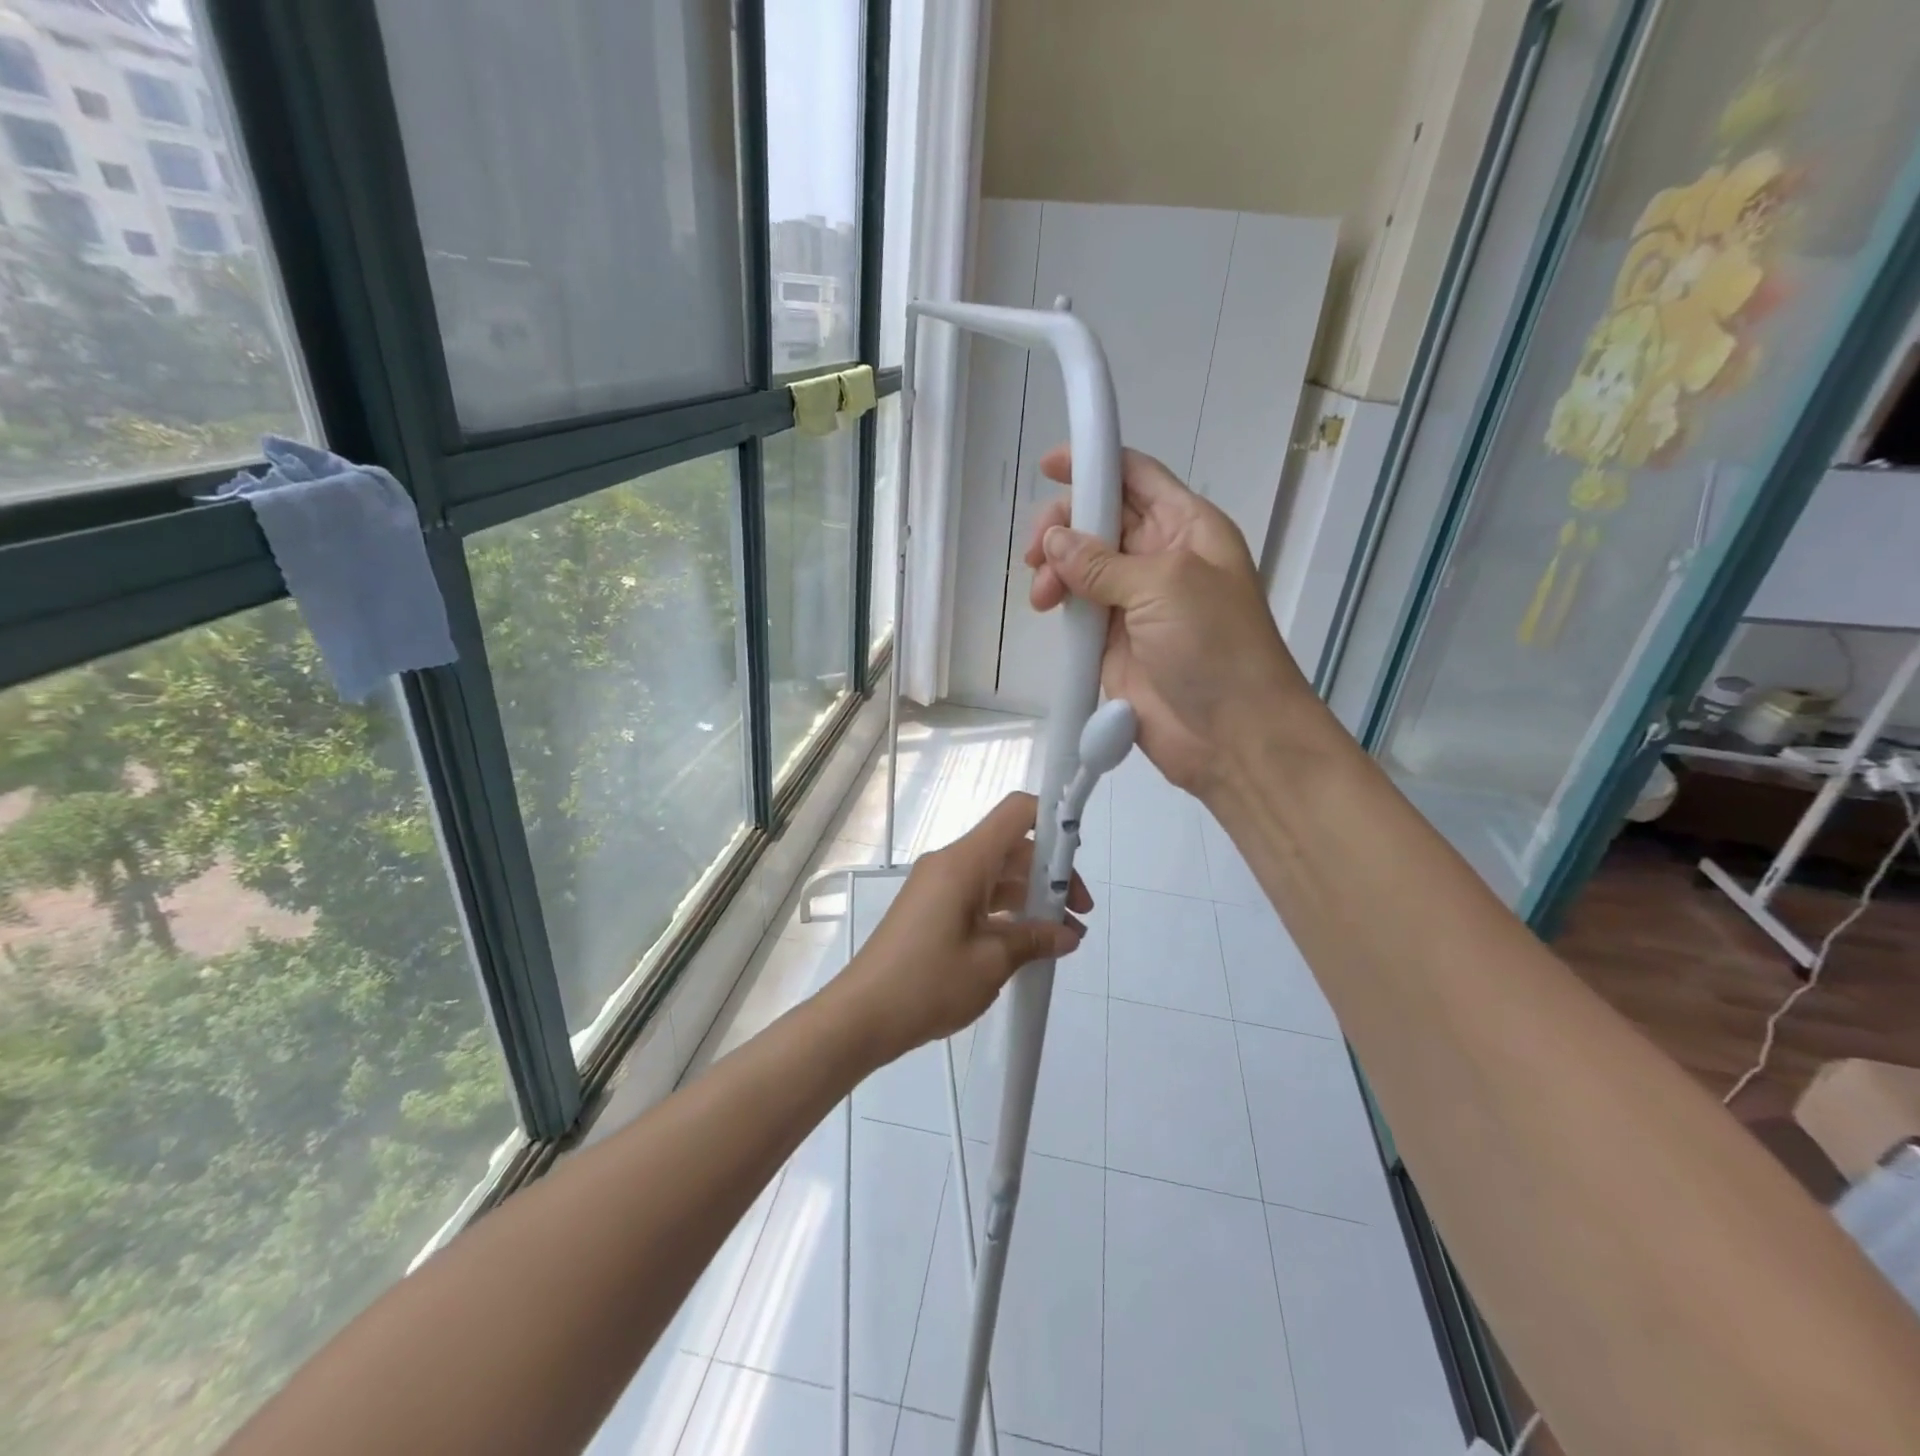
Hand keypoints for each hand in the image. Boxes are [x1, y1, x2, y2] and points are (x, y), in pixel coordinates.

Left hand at [837, 793, 1090, 1060]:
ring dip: (1031, 899)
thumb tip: (1068, 934)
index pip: (1017, 813)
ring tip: (1063, 938)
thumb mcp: (990, 963)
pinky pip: (978, 897)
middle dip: (1050, 875)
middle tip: (1079, 916)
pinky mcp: (931, 910)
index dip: (1053, 820)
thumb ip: (1034, 940)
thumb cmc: (927, 983)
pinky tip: (1028, 946)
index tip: (1078, 856)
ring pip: (997, 876)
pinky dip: (1006, 914)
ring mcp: (938, 887)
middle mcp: (950, 864)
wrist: (861, 1016)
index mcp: (964, 862)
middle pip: (1012, 848)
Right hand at [1023, 446, 1313, 797]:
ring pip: (1082, 564)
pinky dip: (1059, 602)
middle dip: (1065, 525)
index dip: (1095, 462)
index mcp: (1187, 527)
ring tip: (1042, 594)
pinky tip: (1046, 608)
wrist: (1232, 735)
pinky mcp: (1113, 641)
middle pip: (1102, 518)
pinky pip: (1078, 608)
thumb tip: (1055, 541)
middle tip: (1038, 550)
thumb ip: (1104, 562)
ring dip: (1056, 568)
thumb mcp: (1165, 587)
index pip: (1137, 477)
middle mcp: (1160, 557)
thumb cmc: (1215, 647)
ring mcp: (1134, 601)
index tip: (1049, 465)